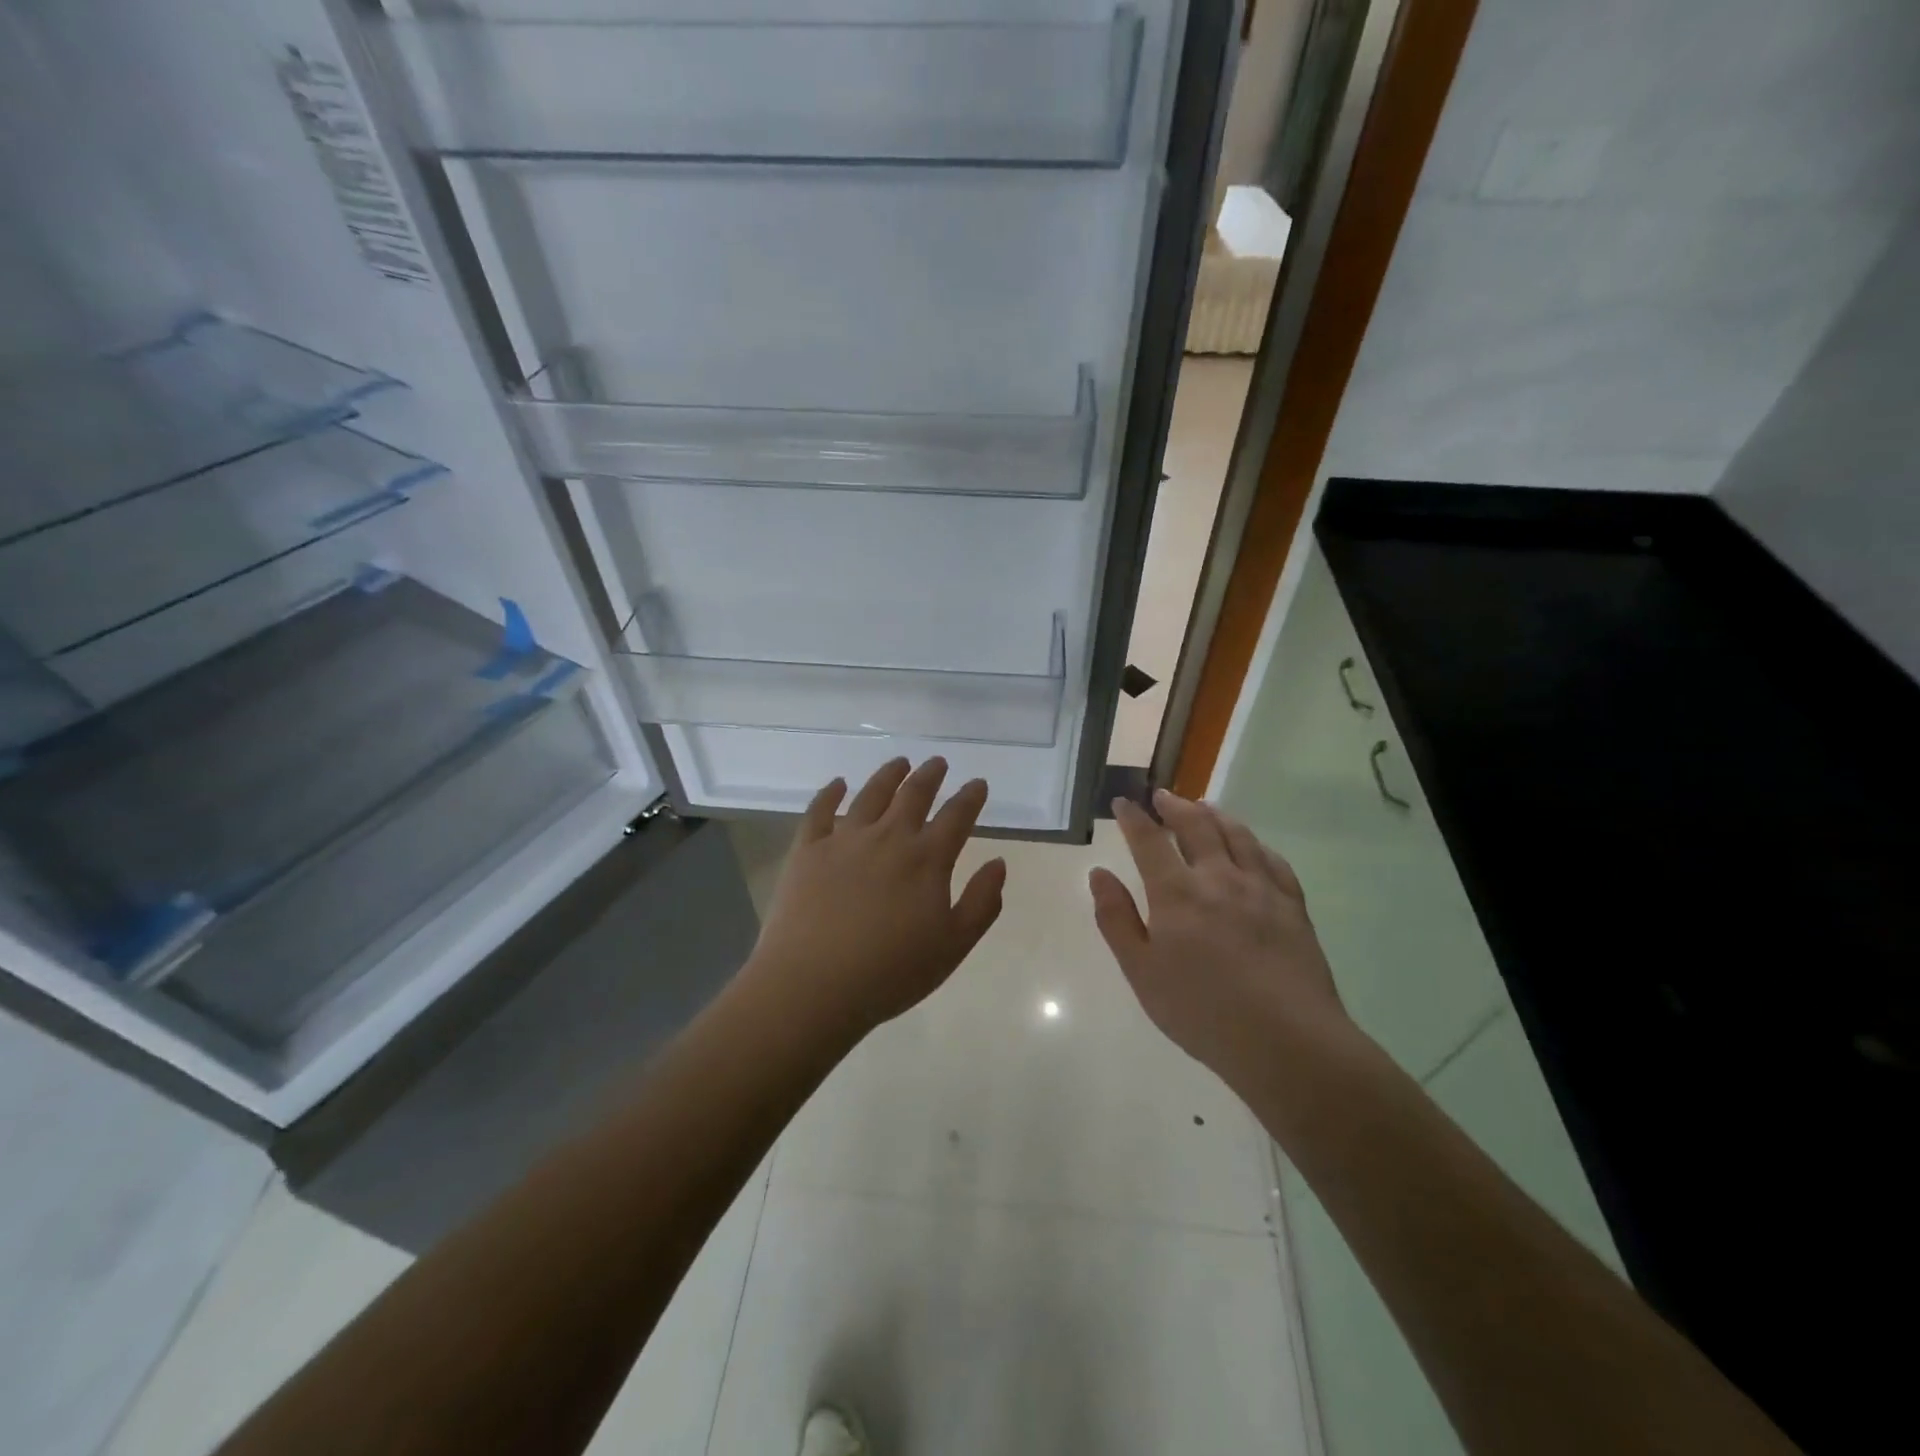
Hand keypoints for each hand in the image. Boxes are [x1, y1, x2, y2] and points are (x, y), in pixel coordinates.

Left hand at [743, 758, 1006, 1041]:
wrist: (813, 984)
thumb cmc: (891, 972)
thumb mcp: (952, 946)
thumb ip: (981, 902)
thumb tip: (999, 863)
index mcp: (926, 859)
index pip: (956, 816)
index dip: (970, 797)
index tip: (978, 783)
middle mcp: (888, 837)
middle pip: (913, 795)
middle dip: (930, 775)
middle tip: (938, 762)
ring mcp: (844, 839)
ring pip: (871, 794)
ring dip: (889, 775)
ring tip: (899, 762)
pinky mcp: (807, 850)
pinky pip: (819, 811)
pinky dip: (830, 793)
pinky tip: (837, 784)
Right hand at [1089, 789, 1351, 1091]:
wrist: (1286, 1040)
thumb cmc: (1201, 1011)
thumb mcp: (1141, 971)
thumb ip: (1116, 918)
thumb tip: (1099, 874)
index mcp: (1177, 893)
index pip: (1149, 841)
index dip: (1134, 818)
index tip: (1123, 802)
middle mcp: (1218, 878)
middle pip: (1197, 827)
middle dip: (1176, 807)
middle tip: (1163, 796)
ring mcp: (1260, 888)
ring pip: (1237, 835)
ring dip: (1216, 815)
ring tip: (1204, 806)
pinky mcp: (1292, 905)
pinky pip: (1272, 860)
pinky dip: (1255, 843)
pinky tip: (1251, 845)